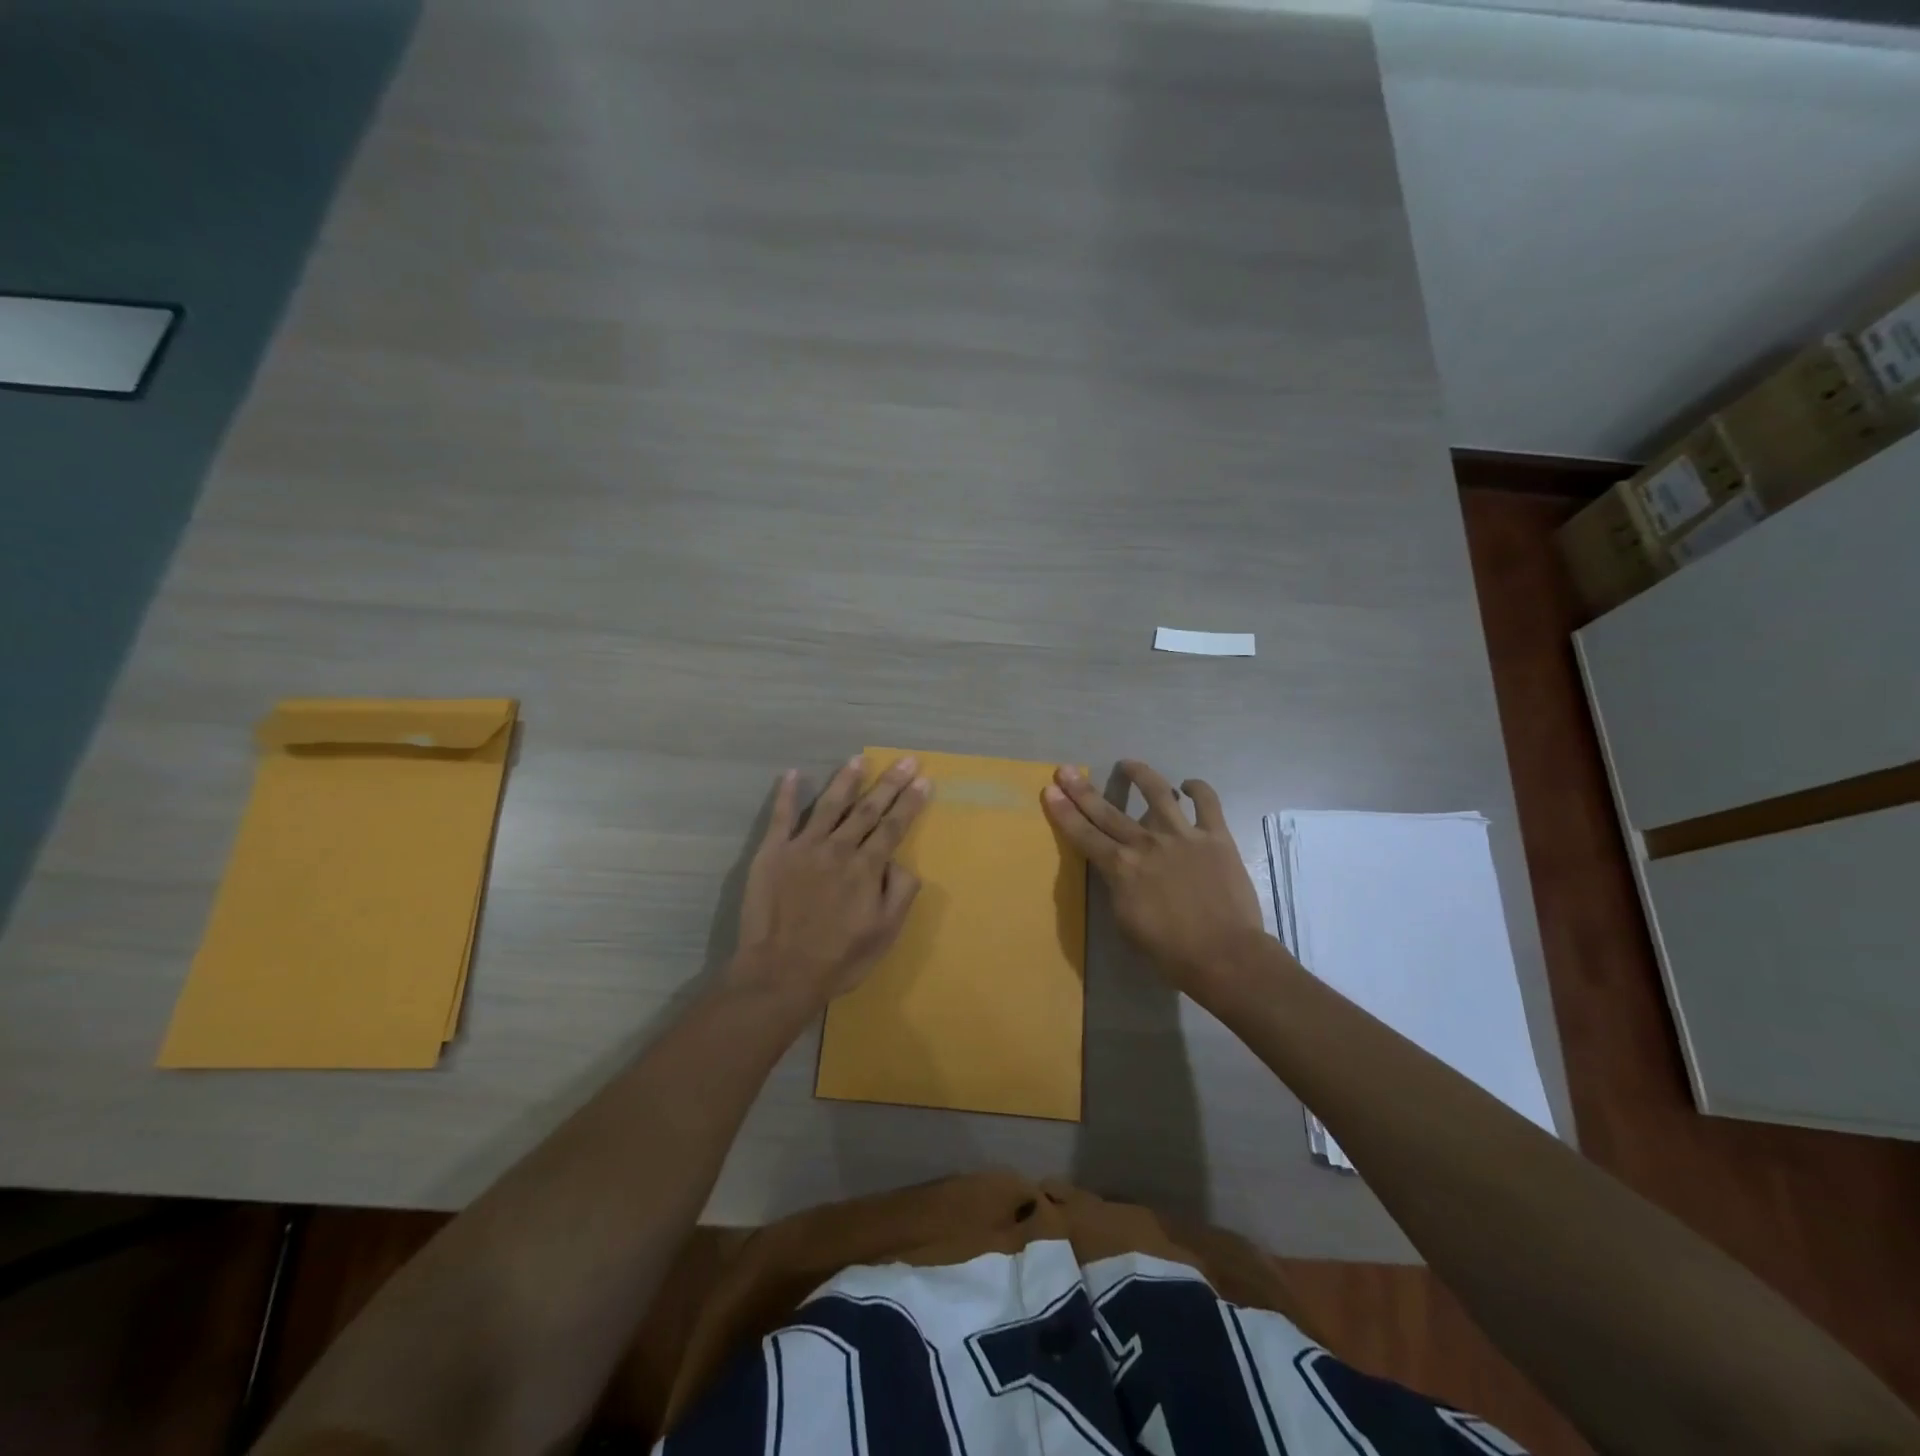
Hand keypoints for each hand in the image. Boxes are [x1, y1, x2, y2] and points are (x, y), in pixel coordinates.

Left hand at [731, 754, 930, 1008]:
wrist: (780, 973)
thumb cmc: (839, 959)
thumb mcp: (885, 933)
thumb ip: (900, 892)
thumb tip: (899, 861)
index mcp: (866, 868)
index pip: (893, 827)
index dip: (910, 802)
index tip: (923, 780)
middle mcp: (838, 848)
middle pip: (867, 809)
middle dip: (889, 783)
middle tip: (905, 760)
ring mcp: (803, 847)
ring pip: (829, 804)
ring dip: (846, 780)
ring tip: (859, 759)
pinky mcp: (773, 853)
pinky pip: (780, 816)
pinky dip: (786, 794)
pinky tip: (793, 774)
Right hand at [1043, 760, 1266, 998]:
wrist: (1224, 955)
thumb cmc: (1170, 951)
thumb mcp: (1126, 923)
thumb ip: (1118, 889)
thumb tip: (1118, 870)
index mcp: (1121, 867)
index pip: (1084, 835)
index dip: (1064, 812)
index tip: (1050, 790)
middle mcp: (1146, 843)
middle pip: (1108, 811)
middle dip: (1082, 790)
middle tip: (1066, 770)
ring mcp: (1183, 835)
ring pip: (1158, 793)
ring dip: (1140, 774)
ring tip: (1127, 763)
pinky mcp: (1215, 836)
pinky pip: (1207, 803)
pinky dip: (1198, 789)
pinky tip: (1189, 784)